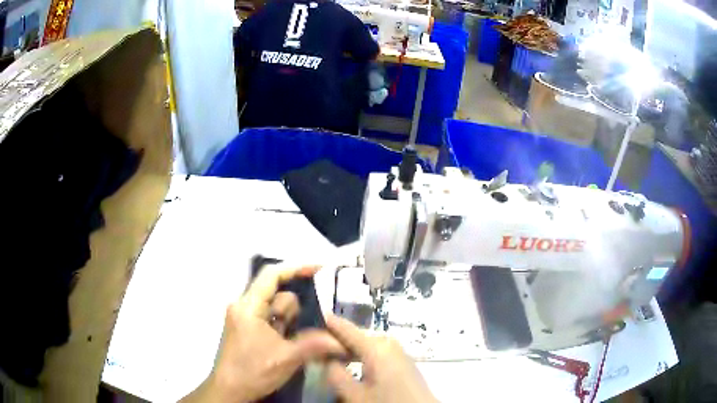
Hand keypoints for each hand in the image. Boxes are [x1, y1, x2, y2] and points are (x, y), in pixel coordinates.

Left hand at [181, 265, 345, 402]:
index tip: (320, 270)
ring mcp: (245, 319)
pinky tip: (290, 346)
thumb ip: (314, 344)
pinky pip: (271, 321)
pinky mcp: (247, 330)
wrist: (229, 391)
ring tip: (294, 345)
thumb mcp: (286, 358)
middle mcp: (245, 307)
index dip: (296, 269)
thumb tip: (341, 340)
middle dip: (294, 312)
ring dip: (290, 324)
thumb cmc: (252, 371)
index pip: (271, 276)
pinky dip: (284, 329)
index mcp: (249, 306)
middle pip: (277, 295)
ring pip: (276, 310)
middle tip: (303, 333)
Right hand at [325, 315, 437, 402]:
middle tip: (315, 350)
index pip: (345, 327)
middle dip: (335, 342)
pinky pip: (376, 353)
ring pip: (365, 346)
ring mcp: (398, 351)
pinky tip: (352, 368)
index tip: (308, 322)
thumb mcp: (355, 395)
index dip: (325, 324)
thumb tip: (324, 359)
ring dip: (348, 351)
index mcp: (376, 346)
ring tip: (330, 359)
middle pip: (355, 336)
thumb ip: (335, 374)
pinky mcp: (402, 361)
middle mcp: (388, 343)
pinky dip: (361, 358)